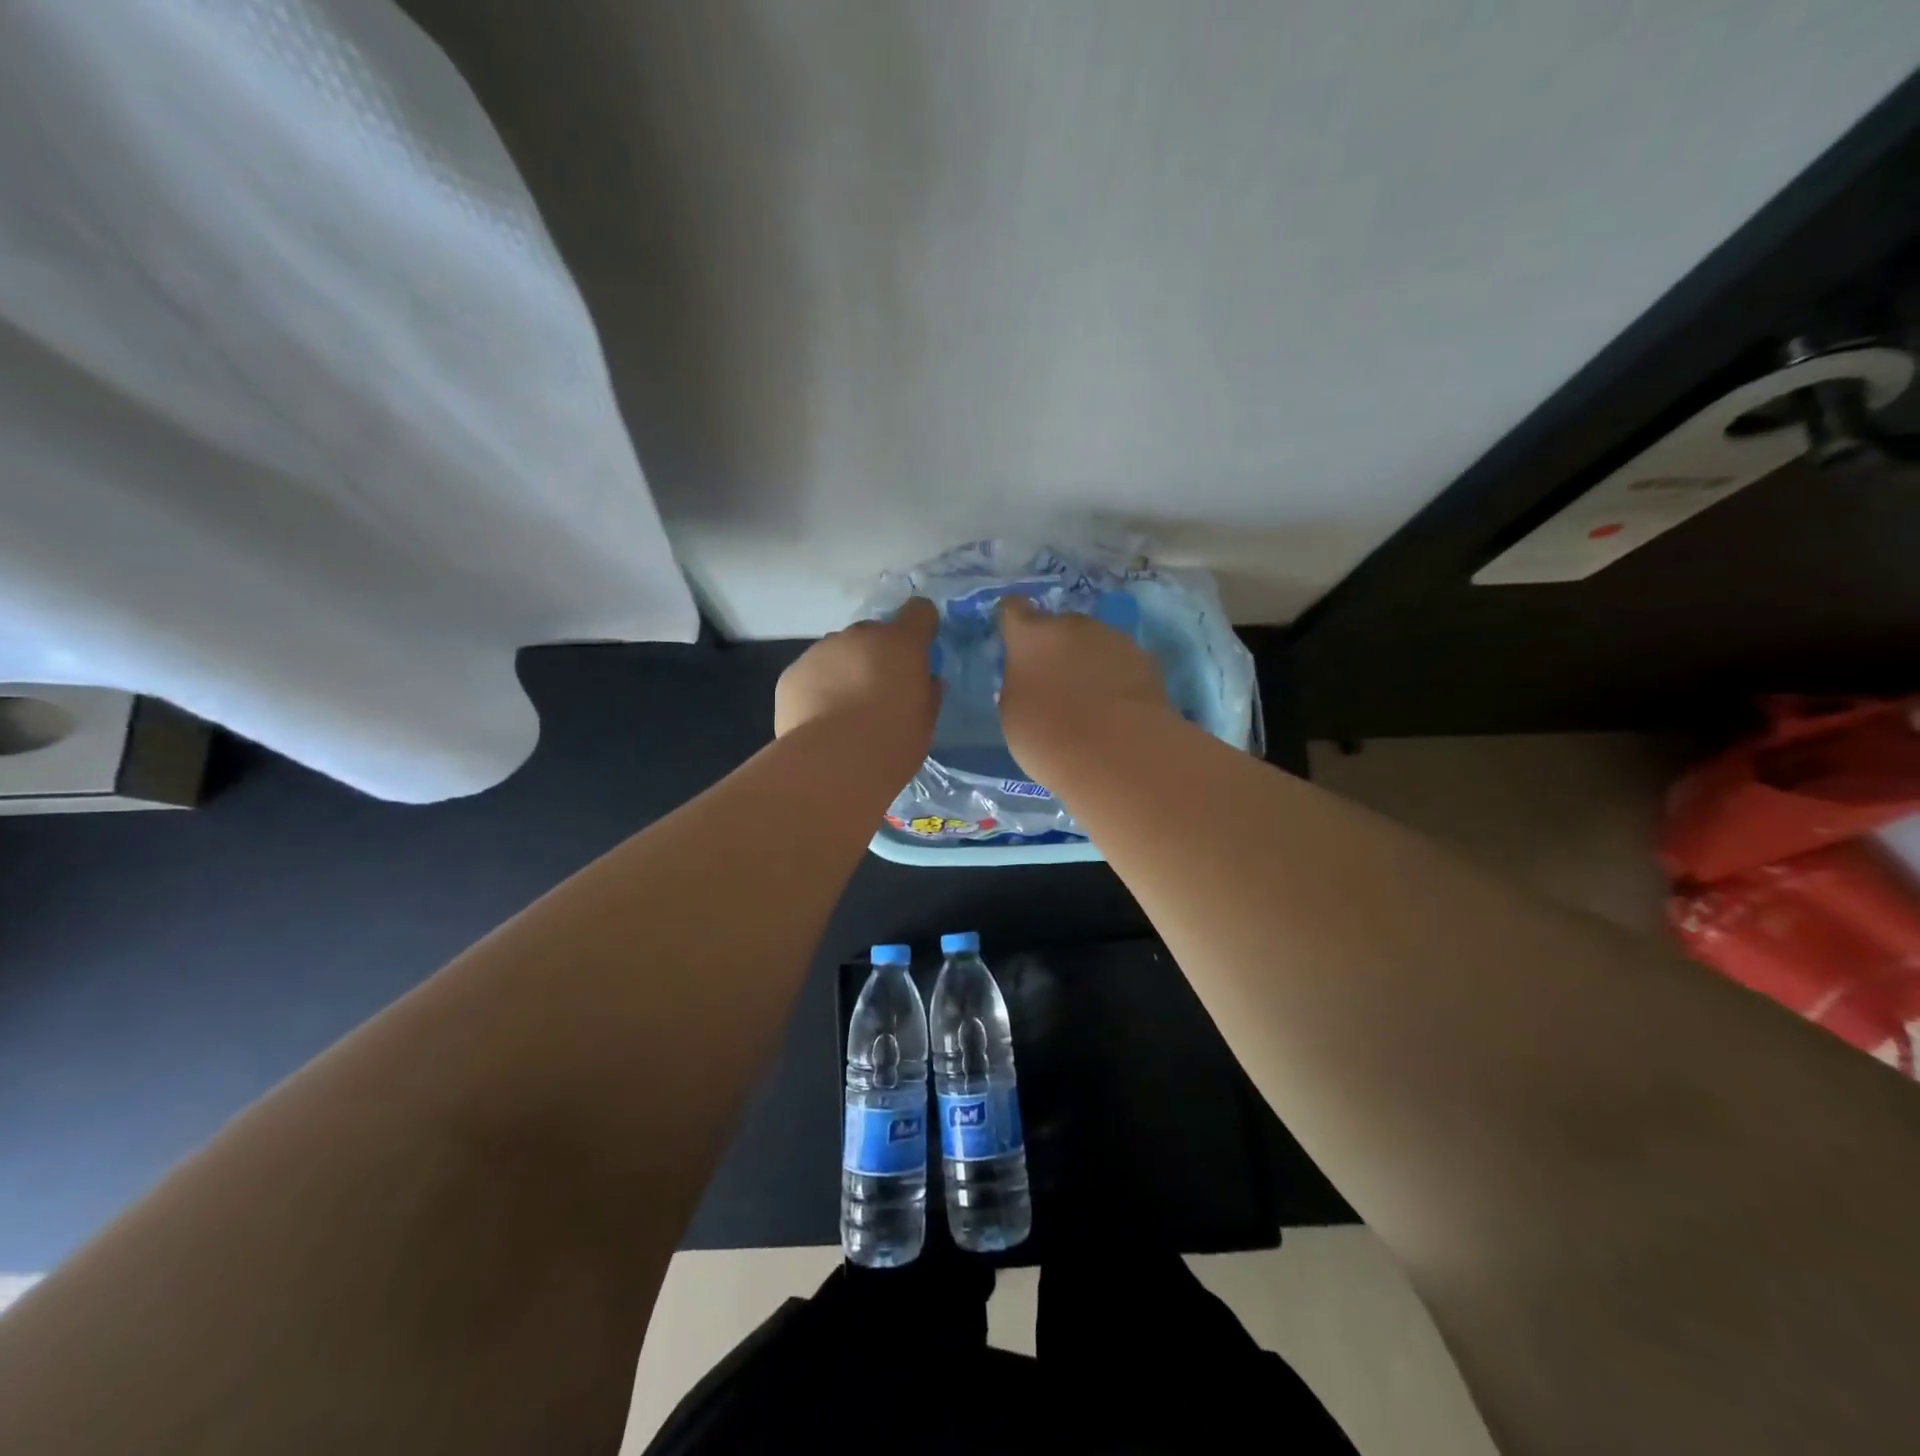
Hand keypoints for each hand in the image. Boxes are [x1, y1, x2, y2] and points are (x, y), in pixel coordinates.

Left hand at [774, 597, 939, 760]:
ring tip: (843, 710)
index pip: (919, 611)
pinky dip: (817, 688)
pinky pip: (812, 673)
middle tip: (878, 692)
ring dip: (845, 670)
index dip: (921, 627)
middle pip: (873, 633)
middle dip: (878, 654)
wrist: (832, 764)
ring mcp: (821, 650)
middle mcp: (859, 636)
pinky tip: (819, 720)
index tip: (919, 649)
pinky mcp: (792, 673)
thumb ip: (927, 693)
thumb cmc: (892, 743)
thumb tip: (925, 681)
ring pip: (839, 651)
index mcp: (900, 644)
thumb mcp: (925, 723)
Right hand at [997, 596, 1168, 772]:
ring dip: (1088, 662)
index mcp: (1031, 636)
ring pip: (1093, 643)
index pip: (1013, 609)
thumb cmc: (1048, 737)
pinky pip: (1120, 662)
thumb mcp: (1013, 716)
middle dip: (1055, 648)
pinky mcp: (1146, 659)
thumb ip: (1018, 687)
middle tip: (1055, 685)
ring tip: (1091, 702)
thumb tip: (1029, 681)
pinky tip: (1116, 710)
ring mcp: (1113, 638)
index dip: (1012, 624)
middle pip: (1058, 626)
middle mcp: (1072, 625)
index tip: (1014, 643)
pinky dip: (1116, 677)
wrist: (1118, 754)